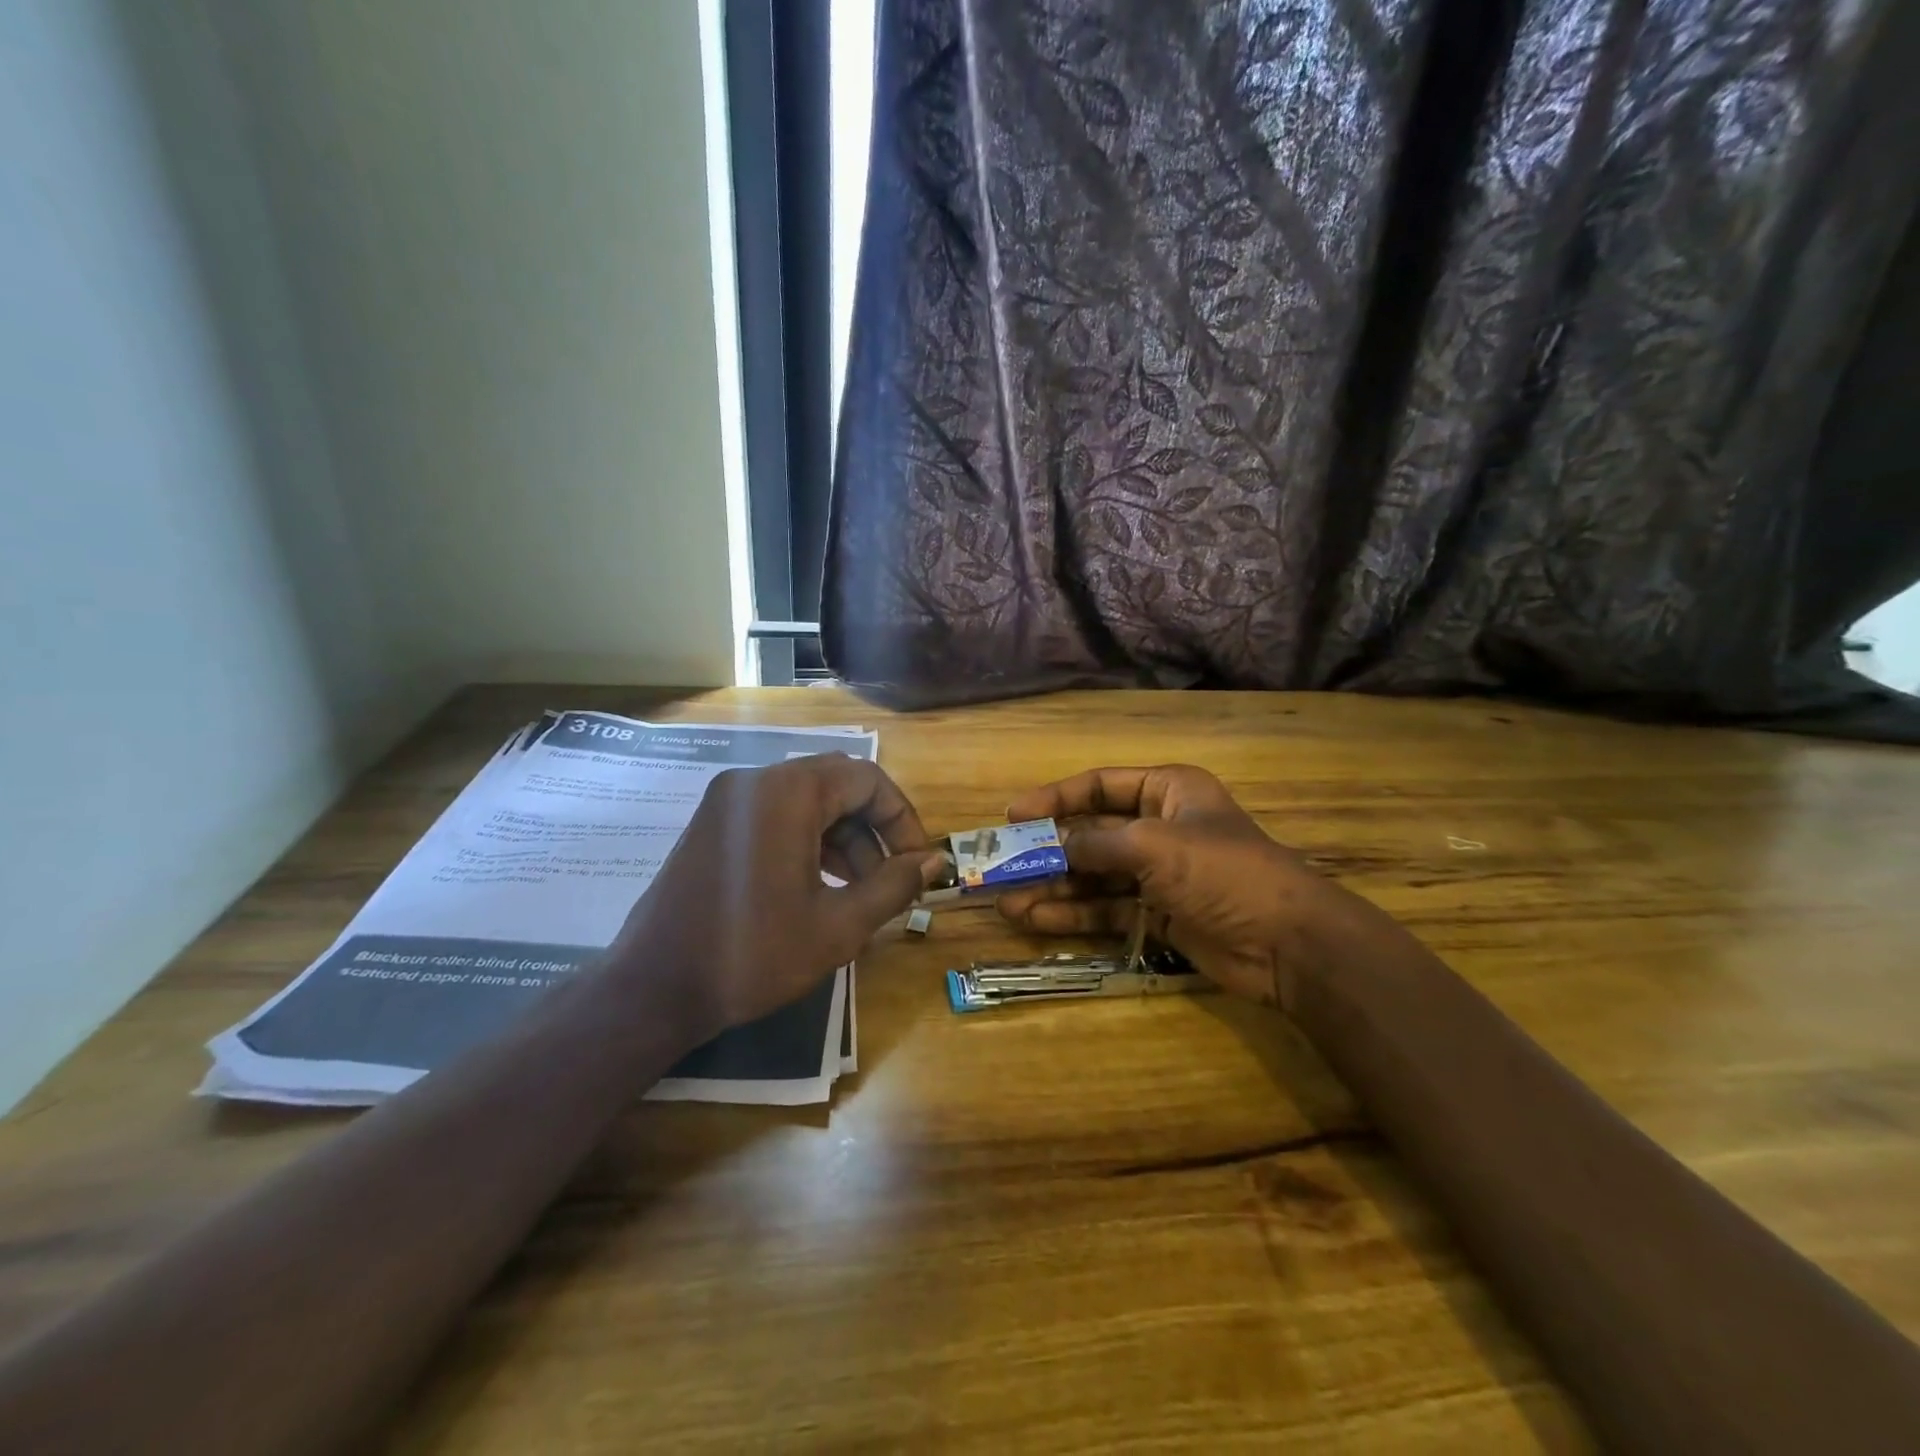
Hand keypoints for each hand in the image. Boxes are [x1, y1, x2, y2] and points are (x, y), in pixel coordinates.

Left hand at [613, 754, 941, 1037]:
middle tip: (891, 880)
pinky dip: (809, 841)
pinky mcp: (714, 823)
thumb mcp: (838, 926)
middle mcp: (756, 781)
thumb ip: (893, 885)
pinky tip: (821, 887)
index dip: (903, 819)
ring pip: (808, 801)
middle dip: (874, 830)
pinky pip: (777, 815)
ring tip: (861, 892)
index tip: (917, 864)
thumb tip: (934, 861)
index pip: (868, 779)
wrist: (652, 989)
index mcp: (788, 793)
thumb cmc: (752, 954)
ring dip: (844, 838)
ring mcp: (729, 800)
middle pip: (838, 785)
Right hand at [997, 765, 1352, 1010]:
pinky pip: (1106, 909)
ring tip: (1007, 902)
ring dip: (1053, 887)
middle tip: (1002, 866)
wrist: (1288, 944)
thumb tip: (1052, 844)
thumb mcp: (1154, 846)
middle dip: (1048, 851)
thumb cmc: (1223, 872)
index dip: (1055, 798)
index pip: (1100, 785)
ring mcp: (1157, 874)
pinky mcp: (1157, 915)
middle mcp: (1159, 828)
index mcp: (1167, 792)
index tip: (1014, 816)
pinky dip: (1074, 914)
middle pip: (1091, 833)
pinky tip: (1037, 919)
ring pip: (1093, 876)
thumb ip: (1097, 842)